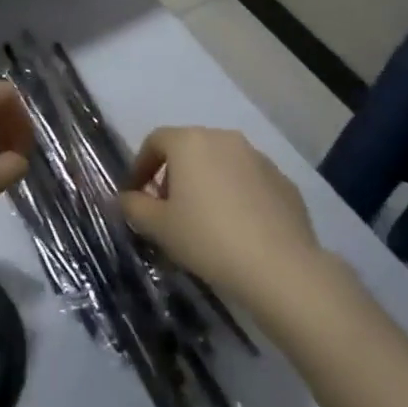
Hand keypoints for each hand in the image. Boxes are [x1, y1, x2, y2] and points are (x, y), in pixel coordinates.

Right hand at [120, 127, 320, 307]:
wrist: (280, 267)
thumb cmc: (208, 239)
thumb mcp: (159, 228)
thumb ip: (135, 207)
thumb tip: (124, 198)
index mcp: (190, 142)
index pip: (155, 141)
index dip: (141, 166)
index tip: (136, 195)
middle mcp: (224, 138)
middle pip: (189, 149)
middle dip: (174, 174)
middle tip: (168, 210)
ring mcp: (258, 157)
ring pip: (221, 163)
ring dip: (207, 183)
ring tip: (205, 220)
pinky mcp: (283, 181)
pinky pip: (249, 181)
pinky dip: (237, 196)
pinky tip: (238, 228)